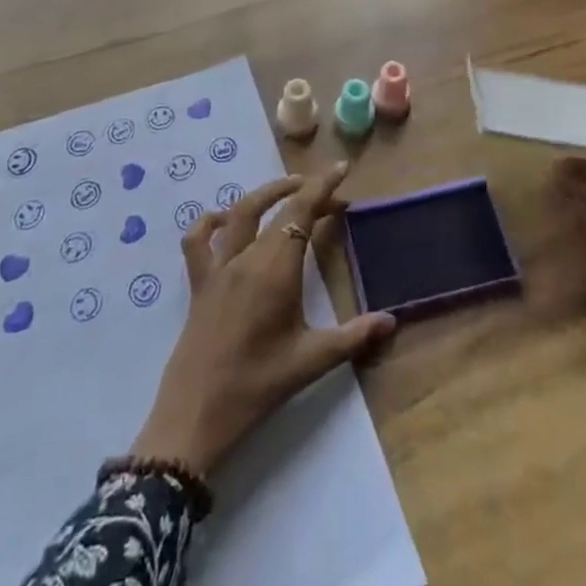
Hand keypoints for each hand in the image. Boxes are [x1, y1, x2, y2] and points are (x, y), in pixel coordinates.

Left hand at [129, 164, 395, 476]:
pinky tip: (224, 220)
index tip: (341, 168)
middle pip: (278, 208)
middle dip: (306, 193)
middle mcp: (247, 257)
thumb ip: (353, 337)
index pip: (302, 211)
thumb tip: (391, 321)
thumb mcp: (310, 361)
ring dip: (266, 194)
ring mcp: (219, 267)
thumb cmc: (257, 386)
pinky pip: (198, 240)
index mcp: (277, 268)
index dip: (322, 186)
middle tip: (330, 195)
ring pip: (240, 212)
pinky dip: (210, 221)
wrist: (195, 416)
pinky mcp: (198, 283)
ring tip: (289, 189)